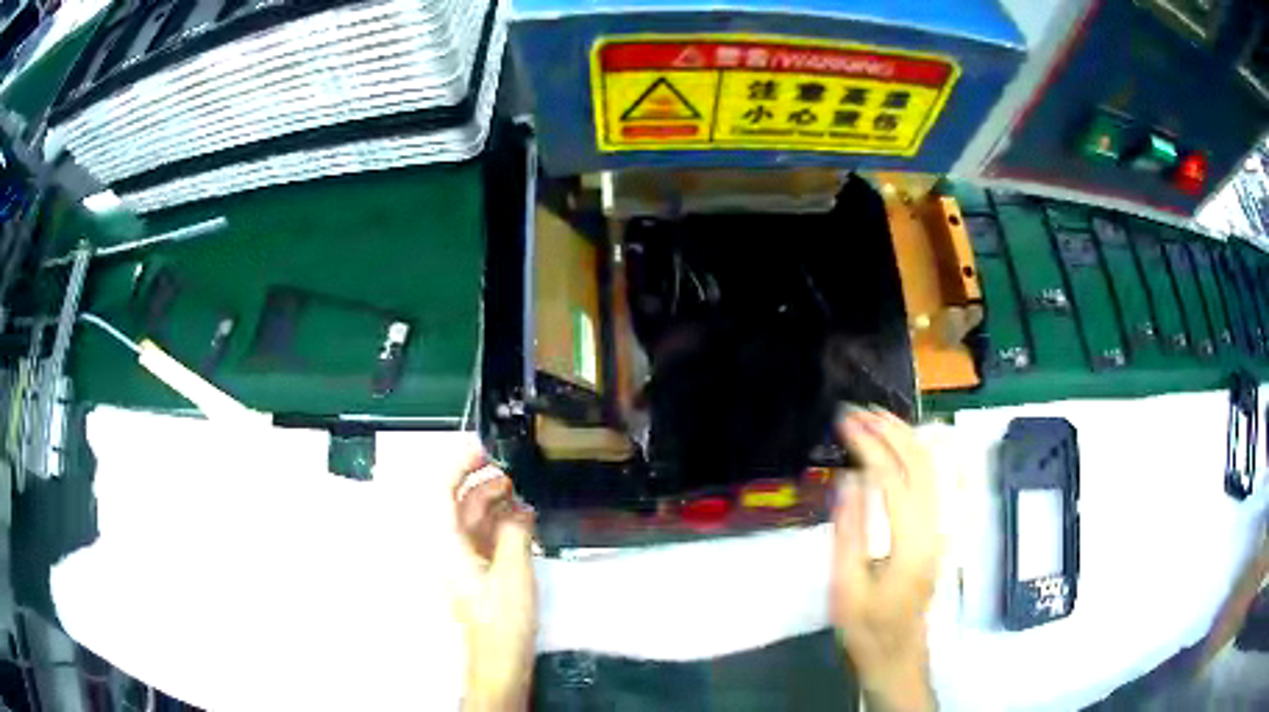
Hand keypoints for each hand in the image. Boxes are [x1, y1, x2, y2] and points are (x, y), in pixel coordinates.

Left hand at [453, 449, 536, 711]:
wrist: (499, 661)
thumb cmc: (500, 621)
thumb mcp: (513, 573)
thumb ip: (514, 533)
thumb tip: (519, 508)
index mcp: (448, 544)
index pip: (442, 491)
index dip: (458, 464)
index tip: (484, 449)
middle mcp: (451, 548)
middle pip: (458, 503)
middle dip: (482, 481)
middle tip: (513, 470)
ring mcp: (464, 561)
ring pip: (474, 520)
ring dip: (495, 502)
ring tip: (523, 491)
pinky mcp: (479, 573)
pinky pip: (486, 537)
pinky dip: (502, 524)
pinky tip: (524, 520)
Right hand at [831, 407, 940, 711]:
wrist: (898, 655)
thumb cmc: (866, 629)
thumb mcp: (846, 589)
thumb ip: (849, 533)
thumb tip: (848, 479)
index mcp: (910, 544)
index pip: (892, 480)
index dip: (869, 446)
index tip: (844, 423)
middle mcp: (932, 528)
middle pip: (920, 464)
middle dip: (890, 430)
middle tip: (857, 410)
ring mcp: (938, 528)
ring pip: (929, 469)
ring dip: (903, 437)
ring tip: (874, 416)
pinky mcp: (934, 532)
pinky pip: (928, 481)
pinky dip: (911, 454)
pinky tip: (894, 445)